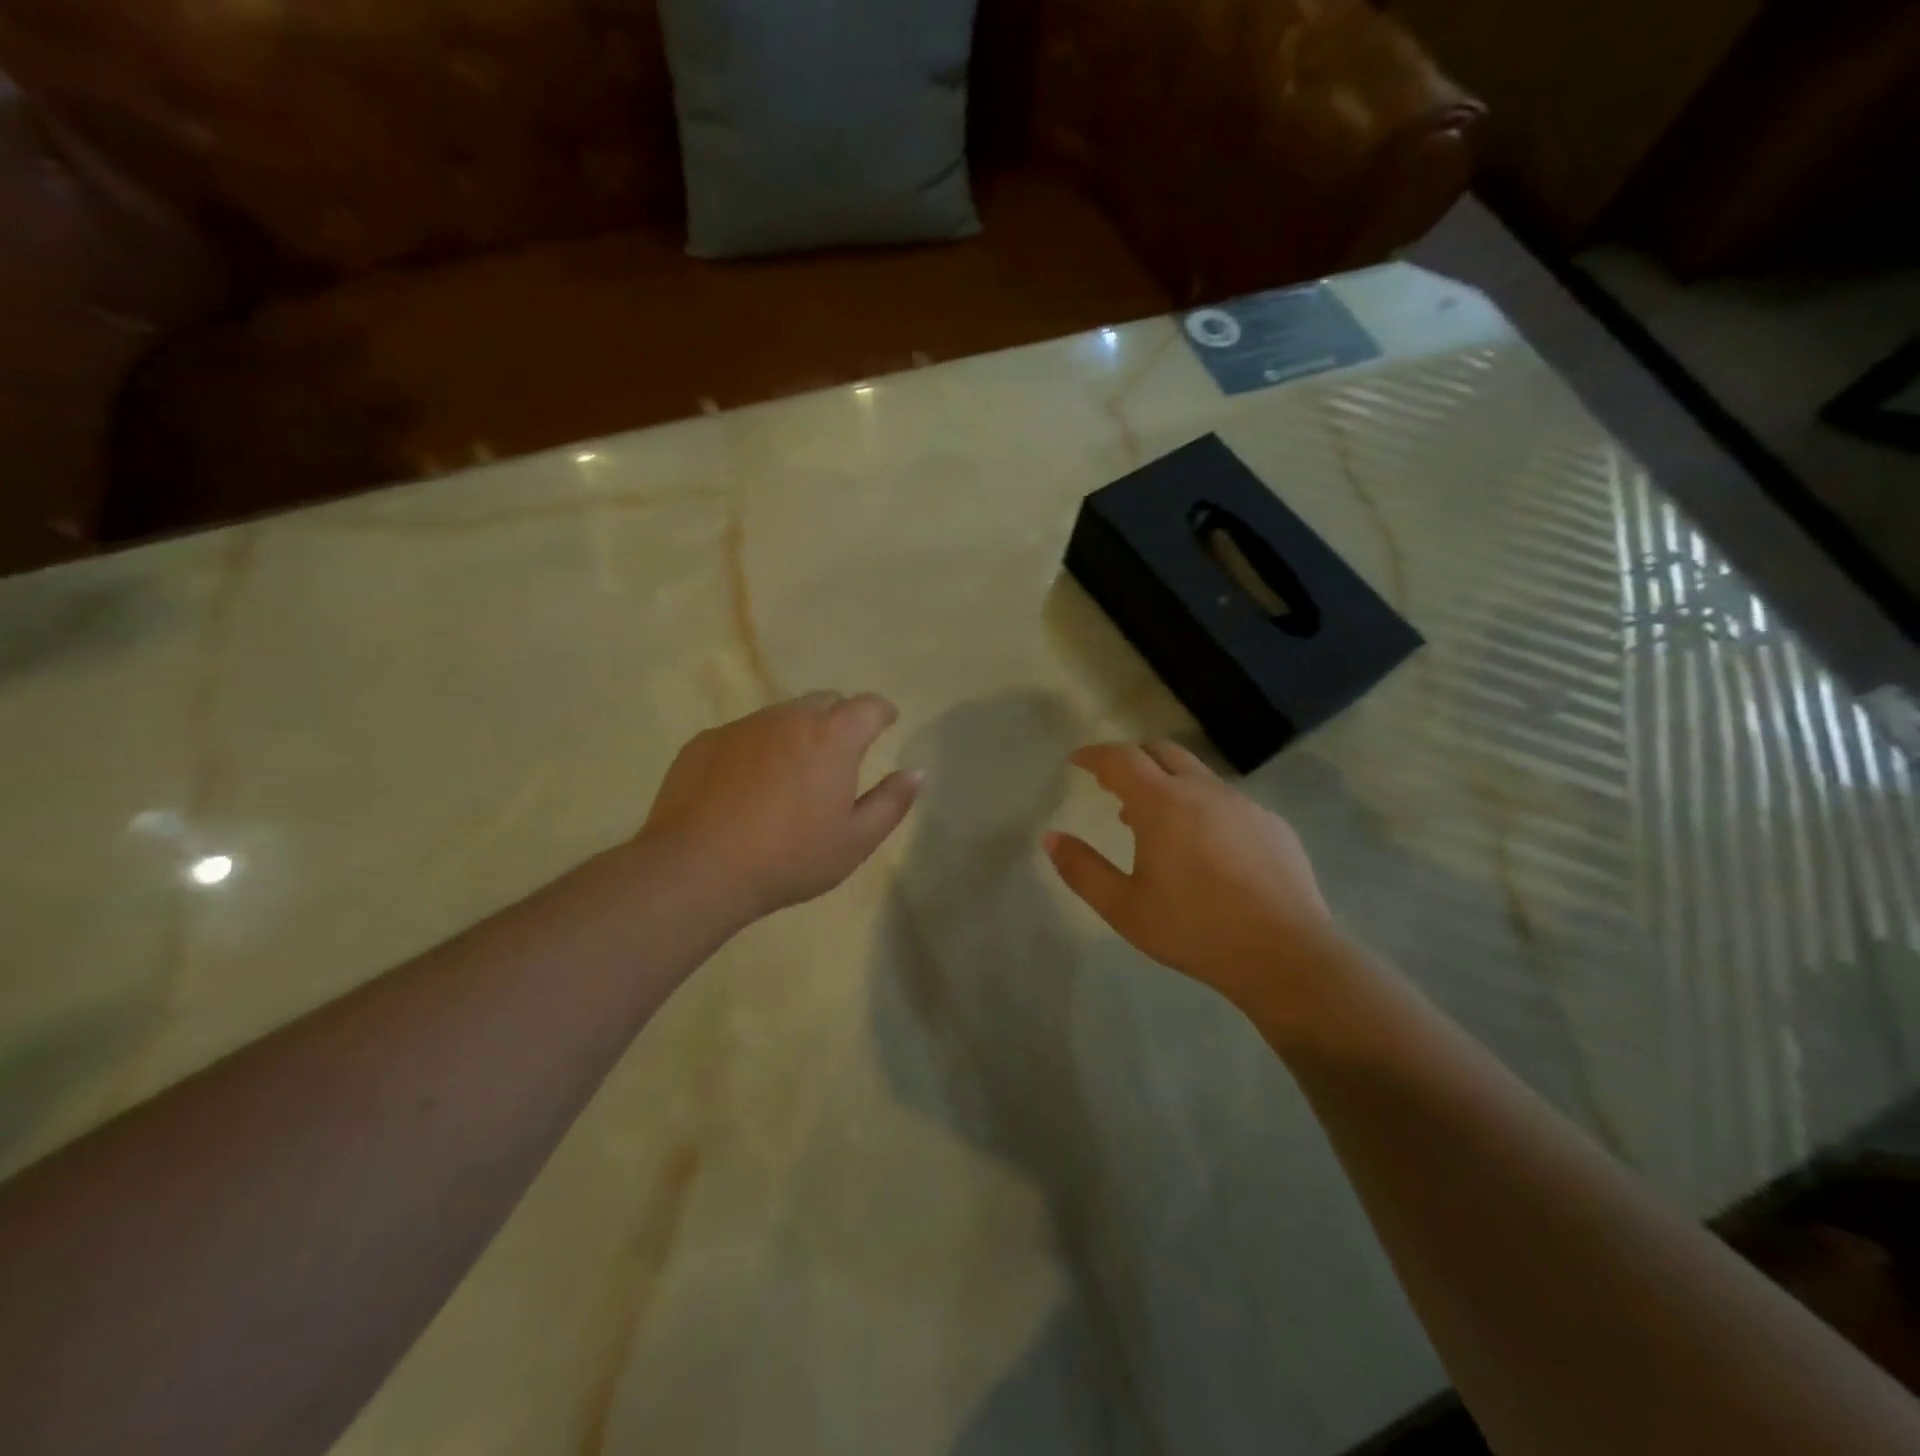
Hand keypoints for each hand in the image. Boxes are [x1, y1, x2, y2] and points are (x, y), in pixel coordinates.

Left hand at [642, 692, 922, 924]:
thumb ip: (891, 802)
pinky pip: (744, 734)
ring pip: (781, 716)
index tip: (887, 722)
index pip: (868, 705)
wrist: (697, 869)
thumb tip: (916, 772)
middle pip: (824, 701)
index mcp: (832, 737)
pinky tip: (747, 787)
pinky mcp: (706, 741)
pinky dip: (757, 749)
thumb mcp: (855, 841)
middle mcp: (788, 718)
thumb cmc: (789, 858)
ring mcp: (743, 727)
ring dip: (797, 733)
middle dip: (840, 718)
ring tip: (792, 773)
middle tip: (841, 752)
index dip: (882, 711)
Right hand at [1044, 740, 1351, 1018]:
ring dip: (1167, 784)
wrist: (1285, 955)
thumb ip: (1082, 869)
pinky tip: (1204, 848)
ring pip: (1197, 774)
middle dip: (1132, 759)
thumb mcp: (1124, 908)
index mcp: (1163, 804)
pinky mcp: (1272, 823)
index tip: (1077, 761)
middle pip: (1161, 751)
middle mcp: (1204, 790)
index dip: (1095, 755)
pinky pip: (1226, 799)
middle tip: (1113, 786)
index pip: (1121, 758)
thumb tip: (1050, 838)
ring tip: (1154, 823)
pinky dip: (1202, 805)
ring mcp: (1243, 804)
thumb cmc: (1195, 930)